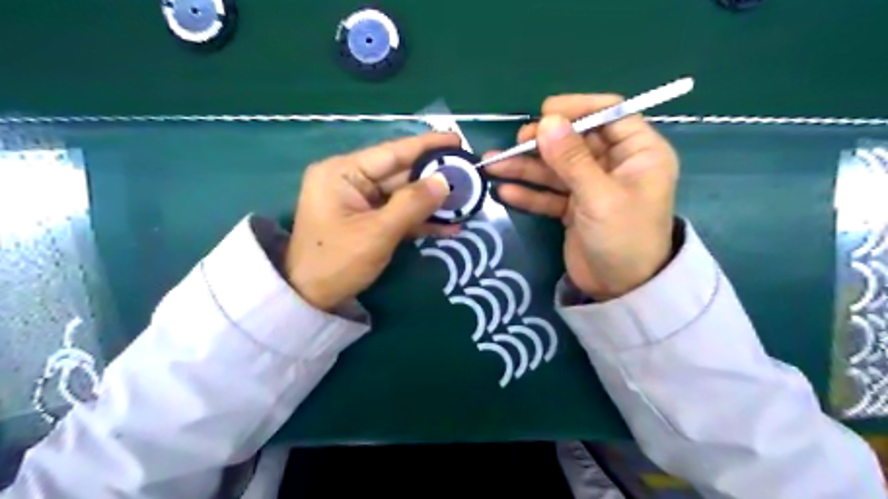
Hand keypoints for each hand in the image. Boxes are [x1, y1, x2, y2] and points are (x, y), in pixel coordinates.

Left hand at [288, 134, 461, 309]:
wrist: (310, 299)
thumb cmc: (336, 262)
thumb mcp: (377, 233)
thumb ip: (412, 204)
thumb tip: (445, 181)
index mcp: (343, 172)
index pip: (391, 152)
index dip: (426, 146)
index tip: (456, 139)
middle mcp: (351, 181)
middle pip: (400, 174)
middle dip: (434, 178)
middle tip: (469, 176)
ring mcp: (360, 202)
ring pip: (404, 196)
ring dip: (432, 203)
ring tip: (466, 203)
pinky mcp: (368, 221)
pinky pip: (398, 214)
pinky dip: (421, 221)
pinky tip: (449, 226)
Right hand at [484, 93, 681, 299]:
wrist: (621, 291)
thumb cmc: (623, 239)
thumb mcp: (600, 197)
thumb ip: (572, 160)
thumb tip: (546, 121)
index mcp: (638, 153)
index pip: (609, 114)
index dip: (577, 109)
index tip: (544, 113)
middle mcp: (615, 165)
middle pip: (575, 141)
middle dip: (543, 143)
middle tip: (515, 144)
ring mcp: (592, 187)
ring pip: (557, 168)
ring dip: (526, 167)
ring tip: (493, 165)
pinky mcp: (575, 208)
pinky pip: (550, 193)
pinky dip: (529, 193)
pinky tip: (504, 192)